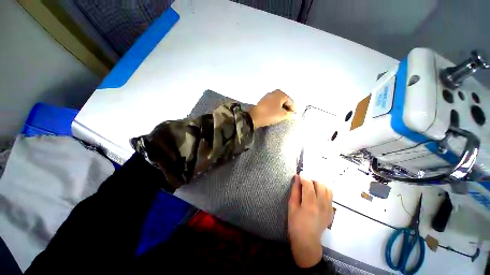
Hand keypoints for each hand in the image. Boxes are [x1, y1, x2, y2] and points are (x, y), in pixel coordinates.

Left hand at [248, 89, 295, 127]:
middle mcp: (274, 92)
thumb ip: (289, 114)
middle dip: (287, 108)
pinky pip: (272, 103)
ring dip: (281, 108)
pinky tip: (275, 113)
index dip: (293, 109)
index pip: (291, 101)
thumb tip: (292, 113)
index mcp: (281, 93)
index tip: (294, 115)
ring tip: (282, 115)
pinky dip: (275, 107)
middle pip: (284, 101)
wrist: (254, 117)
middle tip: (289, 115)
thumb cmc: (270, 114)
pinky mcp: (263, 101)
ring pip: (278, 102)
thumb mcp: (282, 115)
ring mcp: (268, 96)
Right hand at [288, 175, 333, 267]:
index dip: (304, 176)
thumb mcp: (291, 206)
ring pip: (327, 188)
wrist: (308, 241)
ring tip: (312, 188)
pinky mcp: (332, 211)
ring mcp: (329, 208)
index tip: (300, 174)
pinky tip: (317, 195)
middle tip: (305, 183)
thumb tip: (297, 178)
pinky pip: (330, 195)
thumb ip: (295, 190)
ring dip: (319, 184)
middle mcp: (322, 205)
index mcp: (310, 204)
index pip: (309, 184)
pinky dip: (323, 191)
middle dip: (312, 179)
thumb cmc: (295, 223)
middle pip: (320, 184)